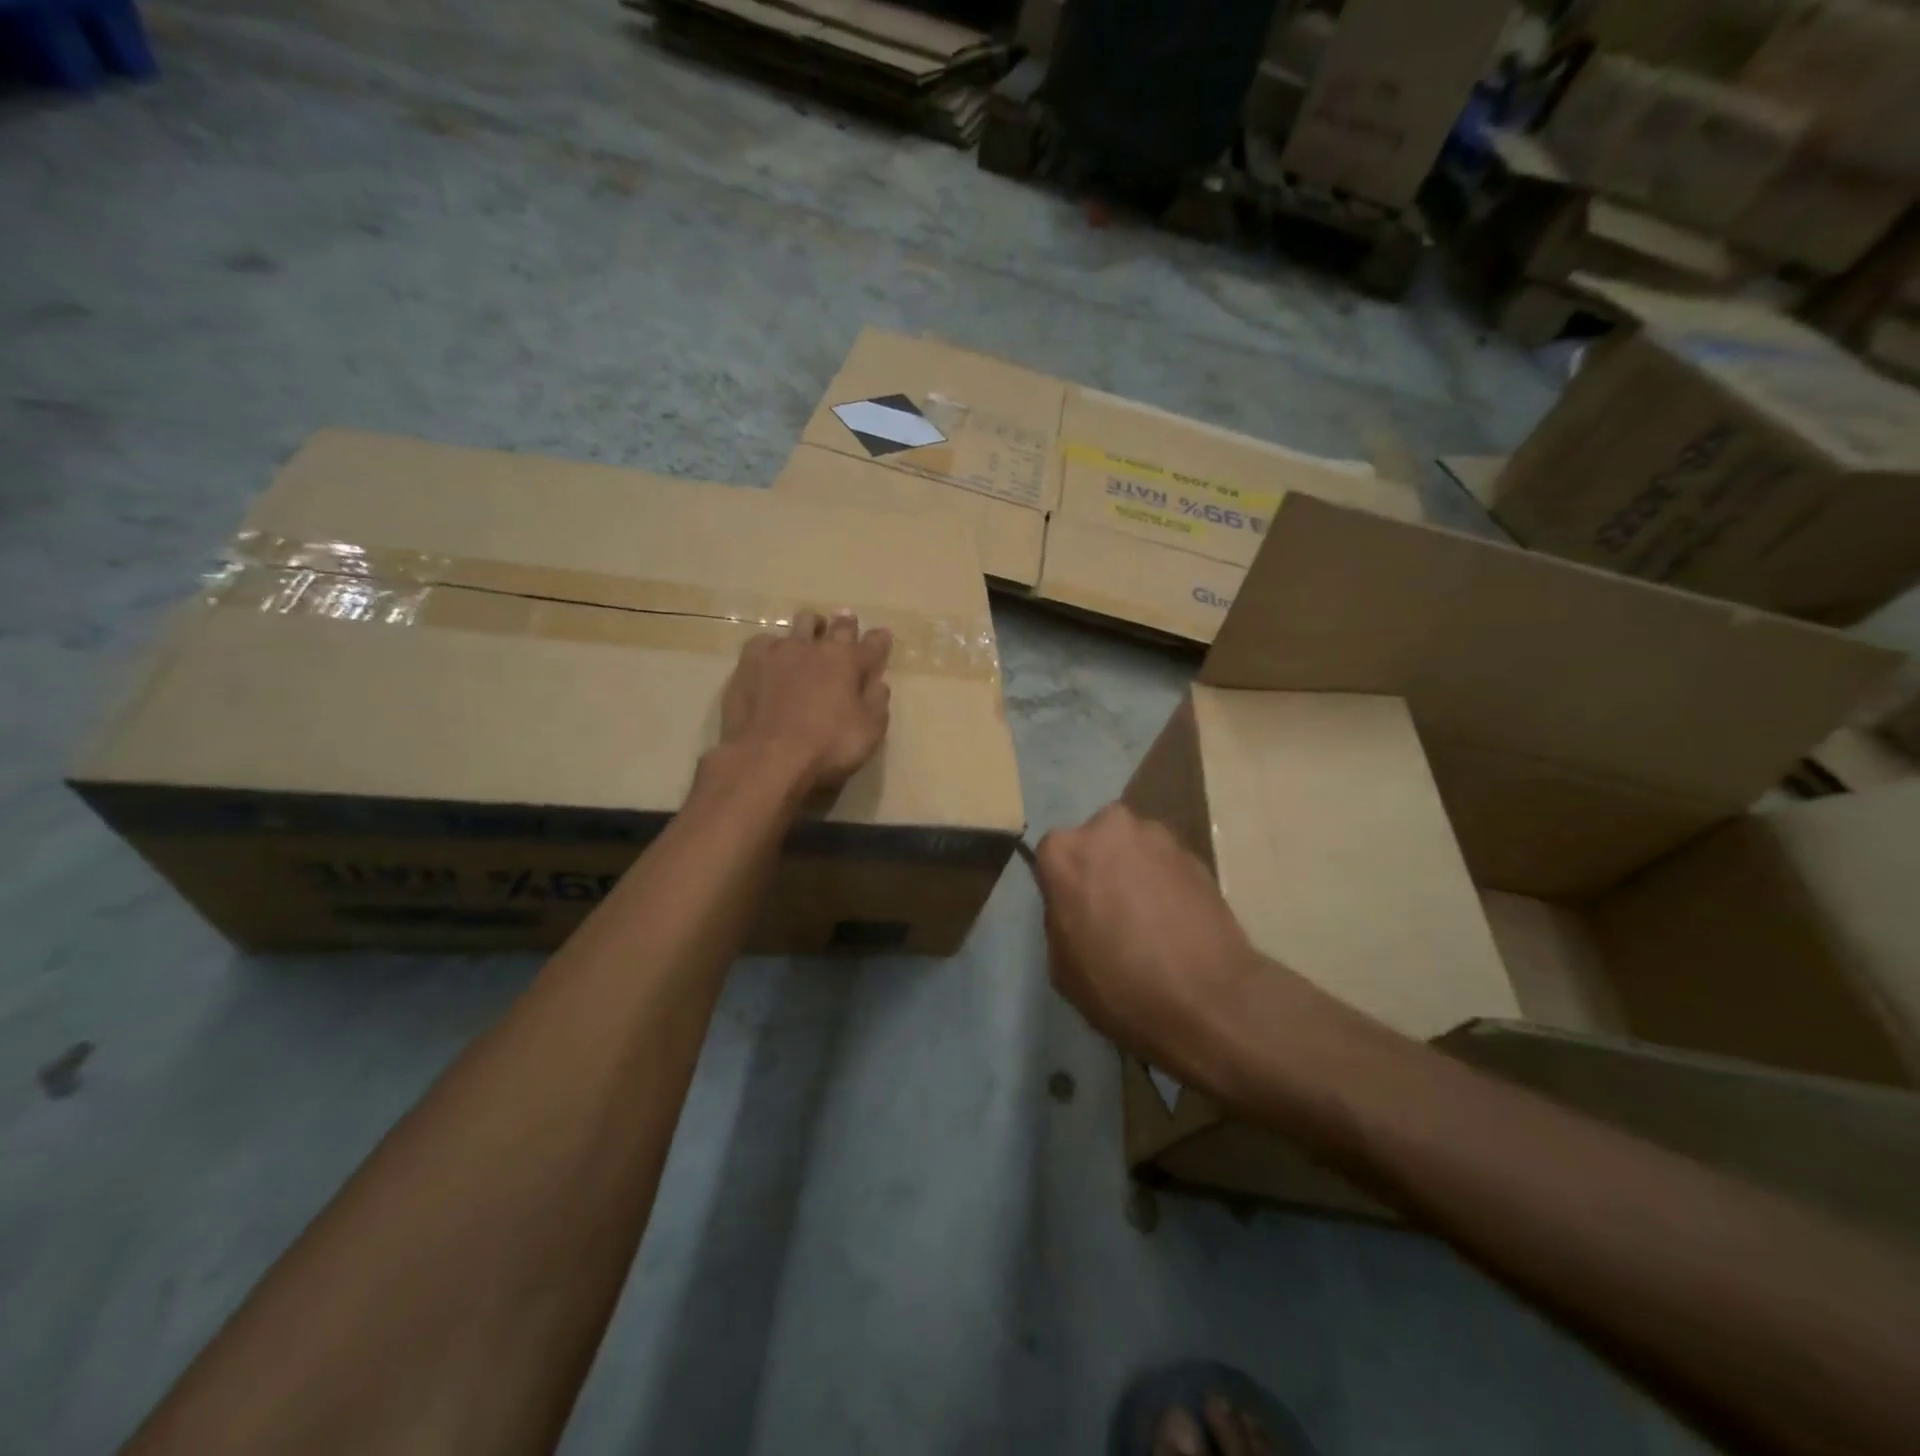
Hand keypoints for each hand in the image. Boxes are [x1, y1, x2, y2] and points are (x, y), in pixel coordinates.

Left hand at [719, 611, 892, 792]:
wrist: (766, 756)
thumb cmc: (827, 746)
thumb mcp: (869, 731)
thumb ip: (876, 702)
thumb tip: (878, 683)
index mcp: (849, 661)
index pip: (873, 643)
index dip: (880, 639)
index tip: (883, 636)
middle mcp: (816, 647)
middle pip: (836, 625)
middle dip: (845, 624)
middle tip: (847, 622)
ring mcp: (780, 651)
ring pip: (800, 624)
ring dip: (811, 627)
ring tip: (810, 635)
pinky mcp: (750, 662)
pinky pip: (765, 642)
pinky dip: (774, 647)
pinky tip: (772, 658)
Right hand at [1035, 804, 1263, 1081]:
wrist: (1209, 1000)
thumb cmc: (1120, 987)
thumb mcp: (1061, 965)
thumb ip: (1060, 917)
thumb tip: (1075, 906)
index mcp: (1064, 852)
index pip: (1052, 856)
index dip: (1063, 885)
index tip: (1074, 911)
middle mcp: (1108, 828)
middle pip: (1096, 841)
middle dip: (1101, 866)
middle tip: (1111, 909)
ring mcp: (1156, 836)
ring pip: (1134, 848)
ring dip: (1136, 871)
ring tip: (1148, 916)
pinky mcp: (1196, 853)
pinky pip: (1166, 863)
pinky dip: (1166, 882)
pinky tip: (1175, 919)